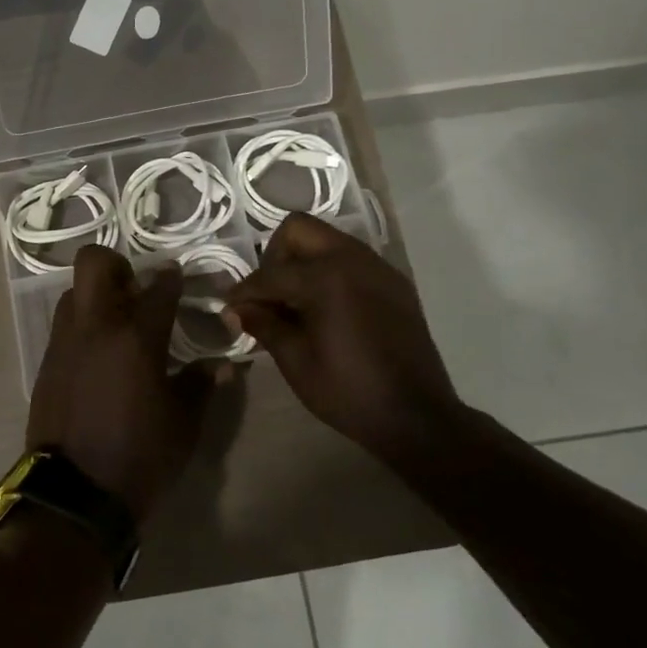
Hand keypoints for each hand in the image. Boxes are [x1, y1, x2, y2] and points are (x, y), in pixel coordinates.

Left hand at [28, 245, 218, 520]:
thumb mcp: (184, 423)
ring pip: (73, 292)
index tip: (177, 277)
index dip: (172, 277)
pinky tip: (99, 355)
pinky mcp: (46, 363)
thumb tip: (224, 365)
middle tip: (135, 288)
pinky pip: (64, 326)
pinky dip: (82, 326)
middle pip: (95, 263)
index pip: (159, 288)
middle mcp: (96, 326)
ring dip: (95, 295)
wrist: (74, 494)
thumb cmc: (140, 455)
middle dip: (116, 264)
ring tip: (117, 322)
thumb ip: (201, 384)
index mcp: (136, 337)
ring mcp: (65, 342)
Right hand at [226, 213, 464, 457]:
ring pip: (327, 240)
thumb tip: (235, 308)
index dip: (244, 292)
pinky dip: (329, 271)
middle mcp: (353, 259)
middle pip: (299, 230)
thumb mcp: (295, 360)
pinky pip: (351, 259)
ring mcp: (378, 267)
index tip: (229, 307)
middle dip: (275, 256)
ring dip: (303, 260)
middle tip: (268, 295)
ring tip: (294, 302)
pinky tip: (324, 308)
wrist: (417, 417)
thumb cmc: (348, 391)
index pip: (270, 273)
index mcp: (326, 277)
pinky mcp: (393, 283)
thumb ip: (262, 324)